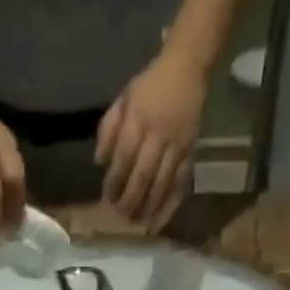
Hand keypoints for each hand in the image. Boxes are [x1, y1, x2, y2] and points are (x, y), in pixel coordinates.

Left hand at [98, 52, 205, 226]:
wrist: (188, 67)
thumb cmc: (151, 85)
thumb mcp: (124, 98)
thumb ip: (109, 128)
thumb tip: (99, 162)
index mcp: (139, 118)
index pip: (124, 157)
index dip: (114, 181)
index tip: (107, 197)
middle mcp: (158, 135)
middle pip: (142, 176)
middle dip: (130, 199)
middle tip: (120, 214)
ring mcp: (177, 146)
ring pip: (161, 185)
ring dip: (147, 208)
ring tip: (137, 222)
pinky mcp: (190, 154)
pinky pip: (179, 186)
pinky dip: (168, 207)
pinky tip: (158, 222)